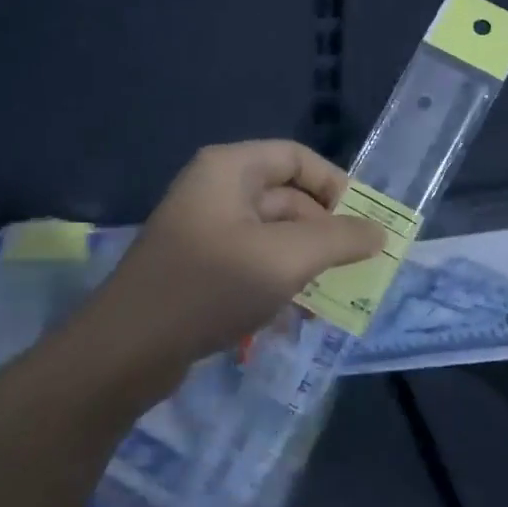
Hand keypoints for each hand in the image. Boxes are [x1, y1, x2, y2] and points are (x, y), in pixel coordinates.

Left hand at [88, 141, 384, 371]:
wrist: (128, 348)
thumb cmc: (210, 286)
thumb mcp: (286, 258)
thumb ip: (339, 239)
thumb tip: (379, 231)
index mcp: (230, 169)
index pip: (297, 158)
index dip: (336, 186)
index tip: (365, 224)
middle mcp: (216, 190)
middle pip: (287, 197)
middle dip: (325, 232)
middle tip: (359, 268)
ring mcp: (206, 231)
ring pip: (273, 235)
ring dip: (306, 262)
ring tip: (336, 297)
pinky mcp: (200, 268)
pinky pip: (252, 263)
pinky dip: (280, 281)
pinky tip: (300, 314)